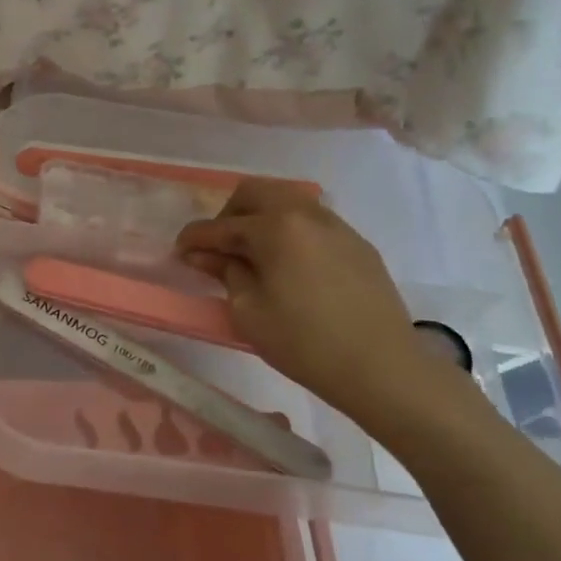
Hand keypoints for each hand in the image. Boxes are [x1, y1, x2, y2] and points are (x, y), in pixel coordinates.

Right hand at [176, 181, 447, 426]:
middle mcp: (306, 213)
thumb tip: (203, 255)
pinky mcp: (356, 244)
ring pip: (287, 201)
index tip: (178, 252)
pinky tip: (287, 264)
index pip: (221, 225)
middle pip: (256, 192)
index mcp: (275, 227)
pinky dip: (289, 230)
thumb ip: (225, 273)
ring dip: (260, 217)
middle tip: (218, 248)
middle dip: (228, 215)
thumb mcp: (249, 311)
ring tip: (252, 254)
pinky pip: (312, 221)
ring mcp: (337, 226)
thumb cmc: (303, 342)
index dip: (194, 238)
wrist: (381, 367)